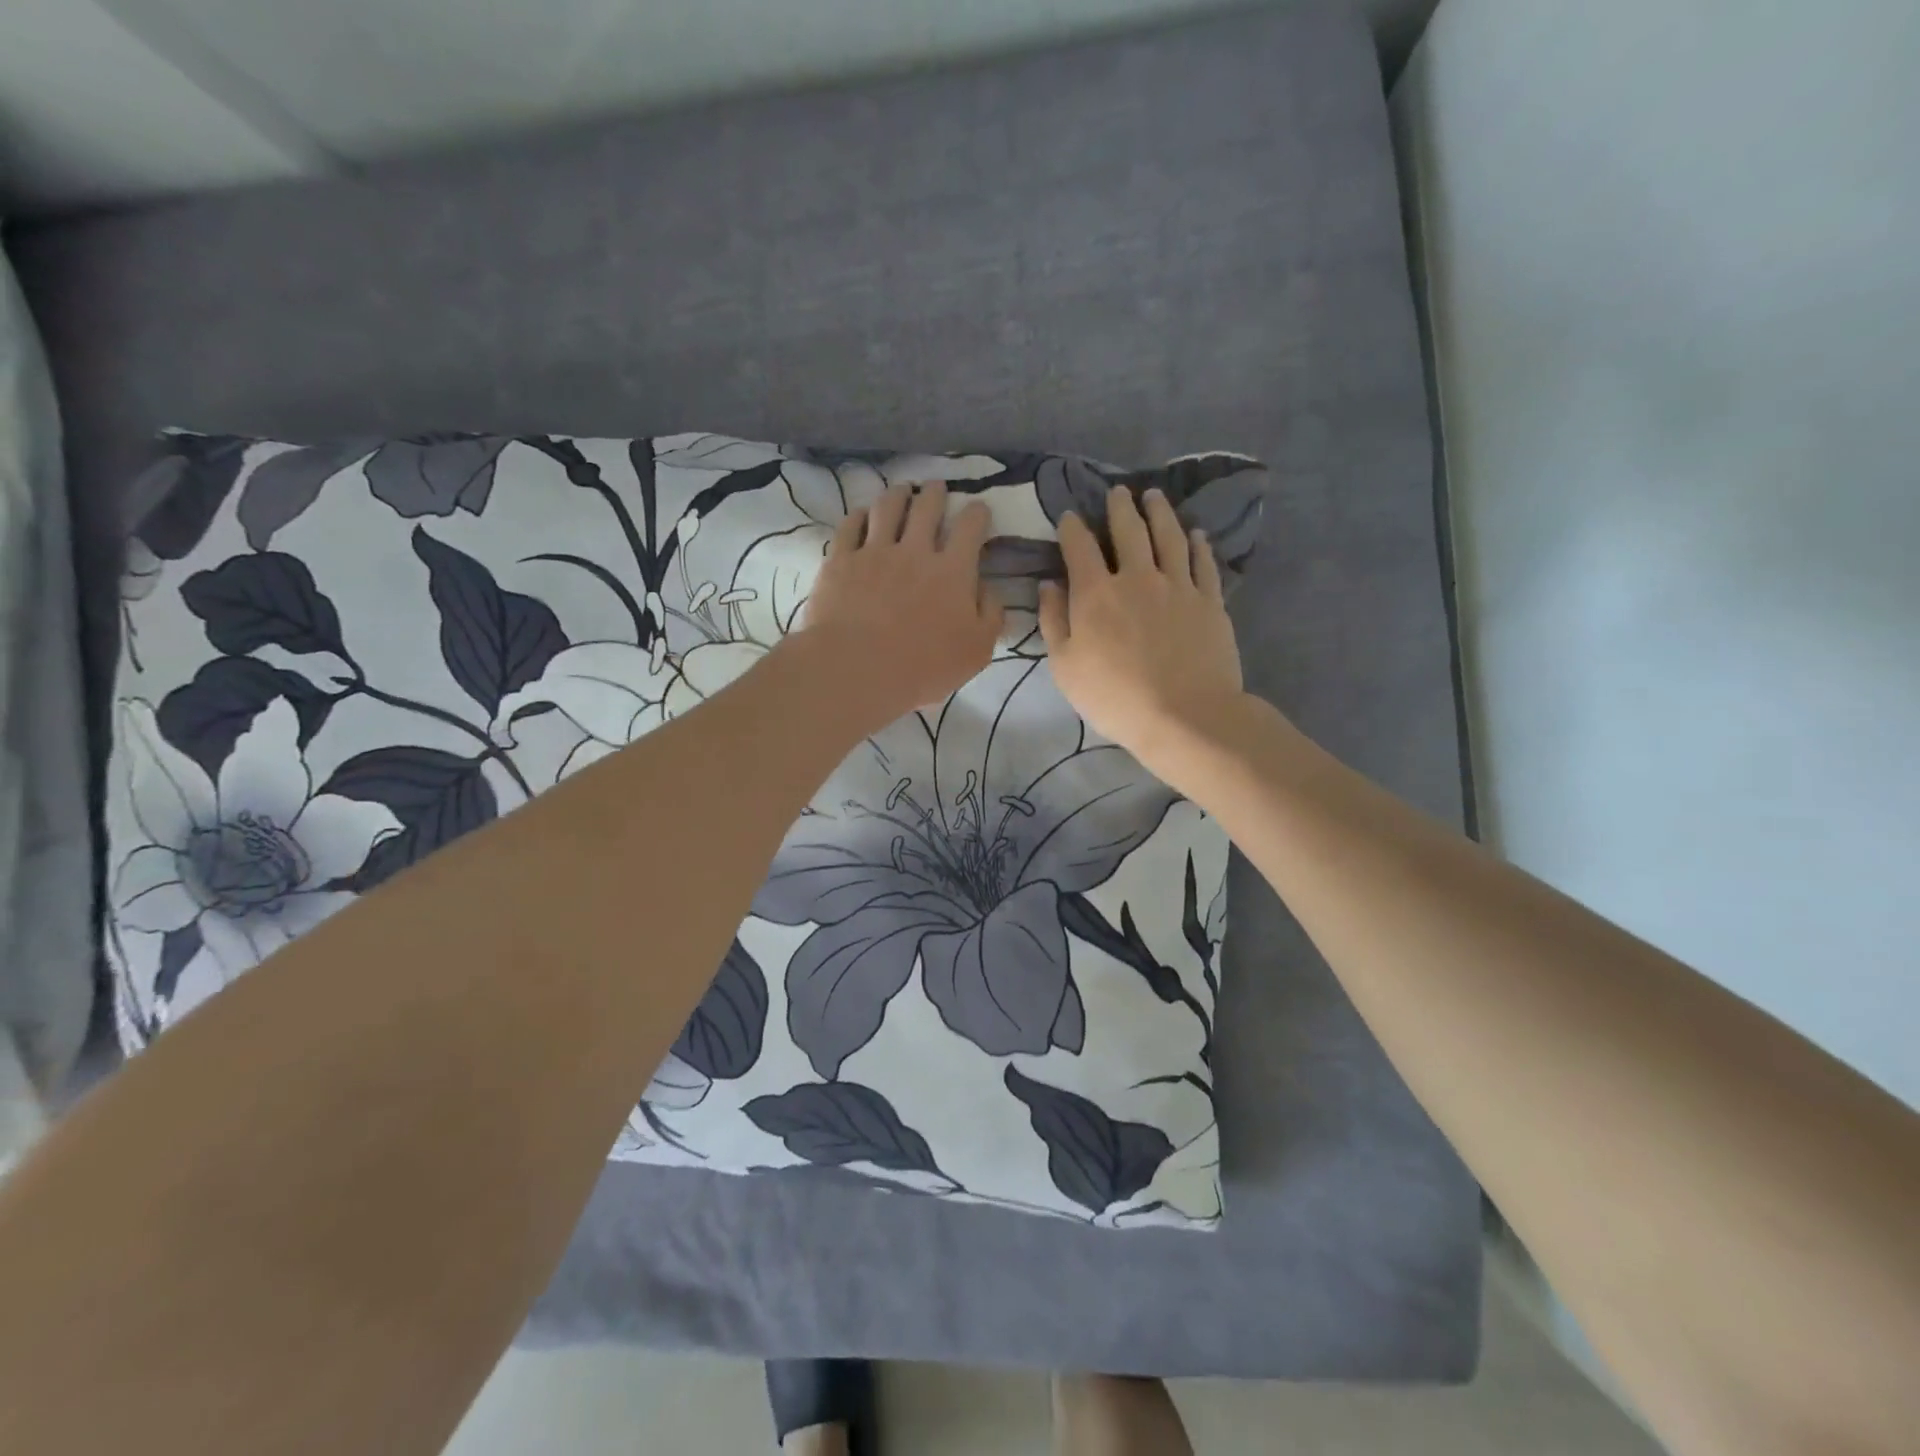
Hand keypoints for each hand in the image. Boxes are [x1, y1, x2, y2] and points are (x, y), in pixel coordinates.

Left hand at [796, 480, 1003, 733]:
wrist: (858, 668)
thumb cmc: (924, 666)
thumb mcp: (977, 650)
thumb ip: (991, 615)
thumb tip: (990, 589)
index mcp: (953, 571)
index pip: (971, 527)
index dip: (977, 513)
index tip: (978, 510)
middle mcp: (915, 550)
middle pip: (927, 507)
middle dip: (935, 493)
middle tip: (936, 488)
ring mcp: (874, 552)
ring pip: (888, 507)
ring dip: (898, 494)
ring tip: (902, 490)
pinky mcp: (841, 561)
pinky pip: (850, 526)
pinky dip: (858, 515)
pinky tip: (862, 514)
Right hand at [1038, 487, 1246, 790]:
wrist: (1184, 715)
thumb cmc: (1114, 697)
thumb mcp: (1065, 667)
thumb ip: (1054, 621)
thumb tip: (1049, 585)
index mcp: (1096, 593)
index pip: (1080, 547)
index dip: (1072, 527)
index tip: (1069, 516)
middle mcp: (1137, 577)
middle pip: (1128, 531)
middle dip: (1120, 507)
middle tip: (1118, 492)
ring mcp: (1178, 586)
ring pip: (1169, 537)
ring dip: (1159, 512)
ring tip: (1154, 497)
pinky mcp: (1210, 601)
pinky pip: (1203, 562)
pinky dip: (1198, 544)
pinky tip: (1195, 534)